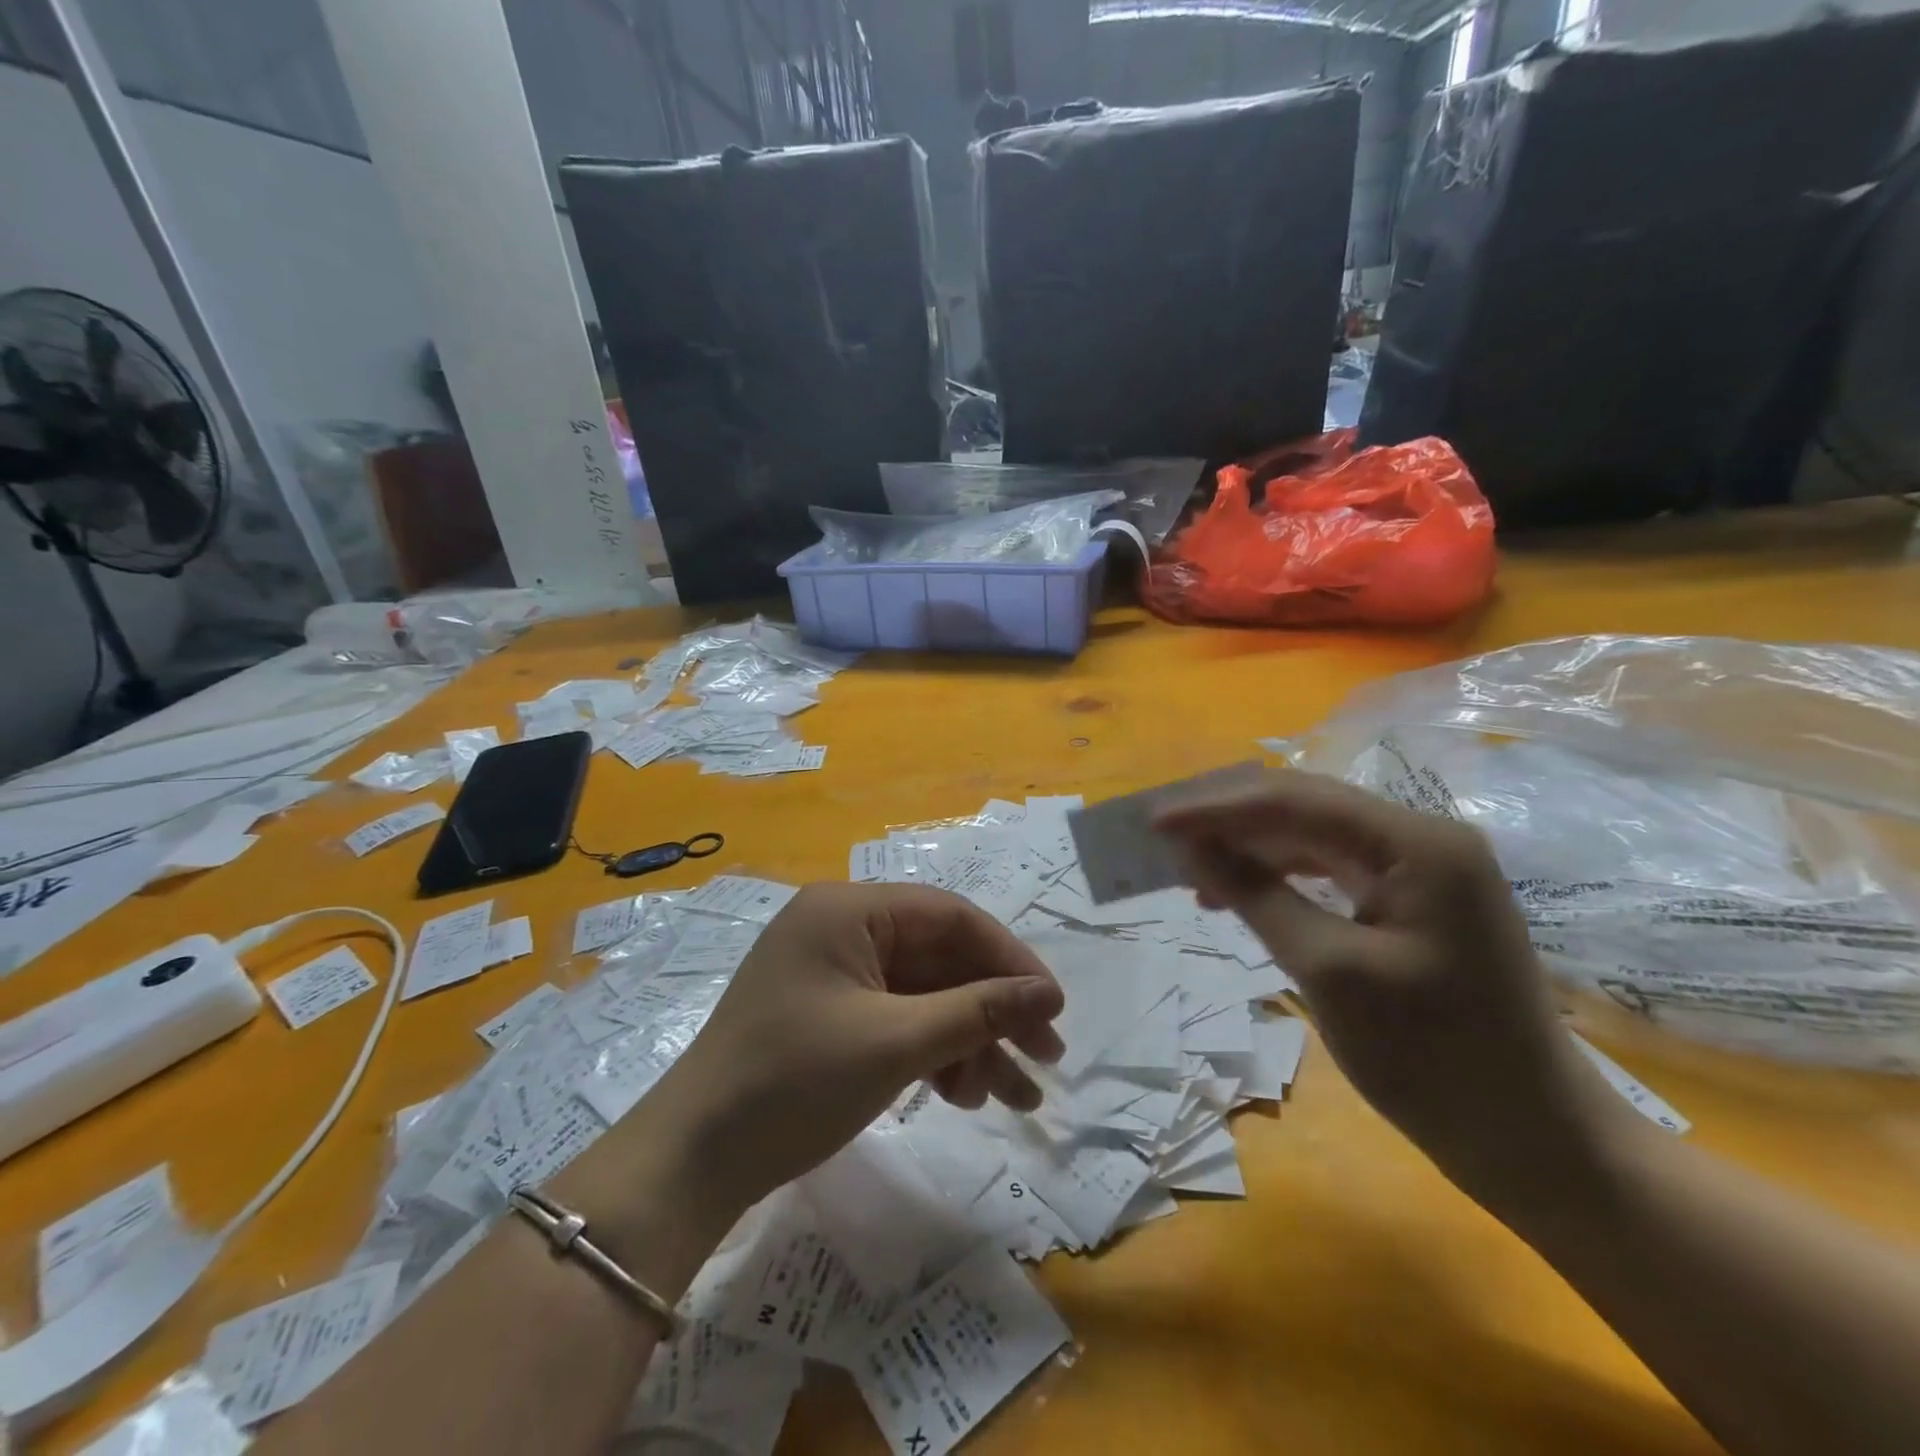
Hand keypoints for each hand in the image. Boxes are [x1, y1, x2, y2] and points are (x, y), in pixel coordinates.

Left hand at [615, 883, 1065, 1223]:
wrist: (693, 1161)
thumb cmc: (794, 1082)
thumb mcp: (896, 1043)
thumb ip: (978, 1011)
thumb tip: (1049, 994)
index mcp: (849, 910)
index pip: (949, 917)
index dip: (1008, 959)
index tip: (1053, 1006)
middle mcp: (843, 929)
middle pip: (940, 959)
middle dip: (993, 1011)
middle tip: (1046, 1058)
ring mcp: (835, 973)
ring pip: (924, 996)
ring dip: (969, 1041)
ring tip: (1013, 1097)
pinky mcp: (831, 1013)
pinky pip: (898, 1019)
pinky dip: (933, 1053)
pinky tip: (963, 1094)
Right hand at [1156, 770, 1616, 1209]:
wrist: (1534, 1142)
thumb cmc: (1434, 1060)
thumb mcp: (1328, 971)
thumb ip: (1256, 896)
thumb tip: (1191, 847)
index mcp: (1417, 843)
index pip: (1296, 801)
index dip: (1218, 808)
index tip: (1154, 823)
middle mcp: (1423, 839)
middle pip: (1306, 808)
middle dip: (1230, 820)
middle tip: (1164, 839)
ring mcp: (1423, 871)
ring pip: (1315, 838)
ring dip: (1251, 849)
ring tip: (1191, 870)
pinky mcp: (1415, 903)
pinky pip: (1333, 871)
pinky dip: (1281, 878)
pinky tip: (1241, 893)